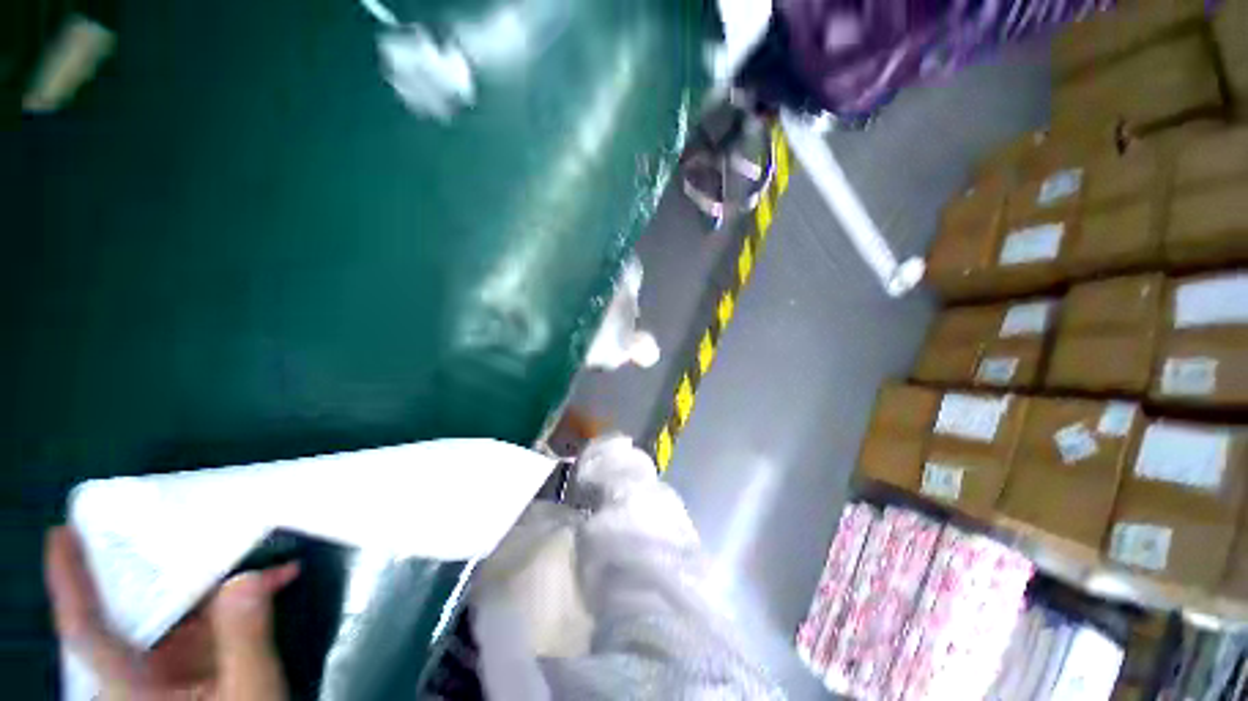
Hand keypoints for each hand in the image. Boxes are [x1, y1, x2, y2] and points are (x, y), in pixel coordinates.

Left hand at [45, 526, 298, 699]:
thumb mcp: (249, 692)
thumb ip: (244, 640)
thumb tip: (248, 578)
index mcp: (134, 686)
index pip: (88, 629)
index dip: (70, 581)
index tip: (64, 533)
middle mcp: (143, 672)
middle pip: (139, 608)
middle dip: (165, 566)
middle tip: (183, 524)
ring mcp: (173, 669)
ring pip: (182, 610)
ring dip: (223, 579)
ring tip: (259, 550)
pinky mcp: (200, 664)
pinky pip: (212, 618)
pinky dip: (244, 596)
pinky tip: (279, 578)